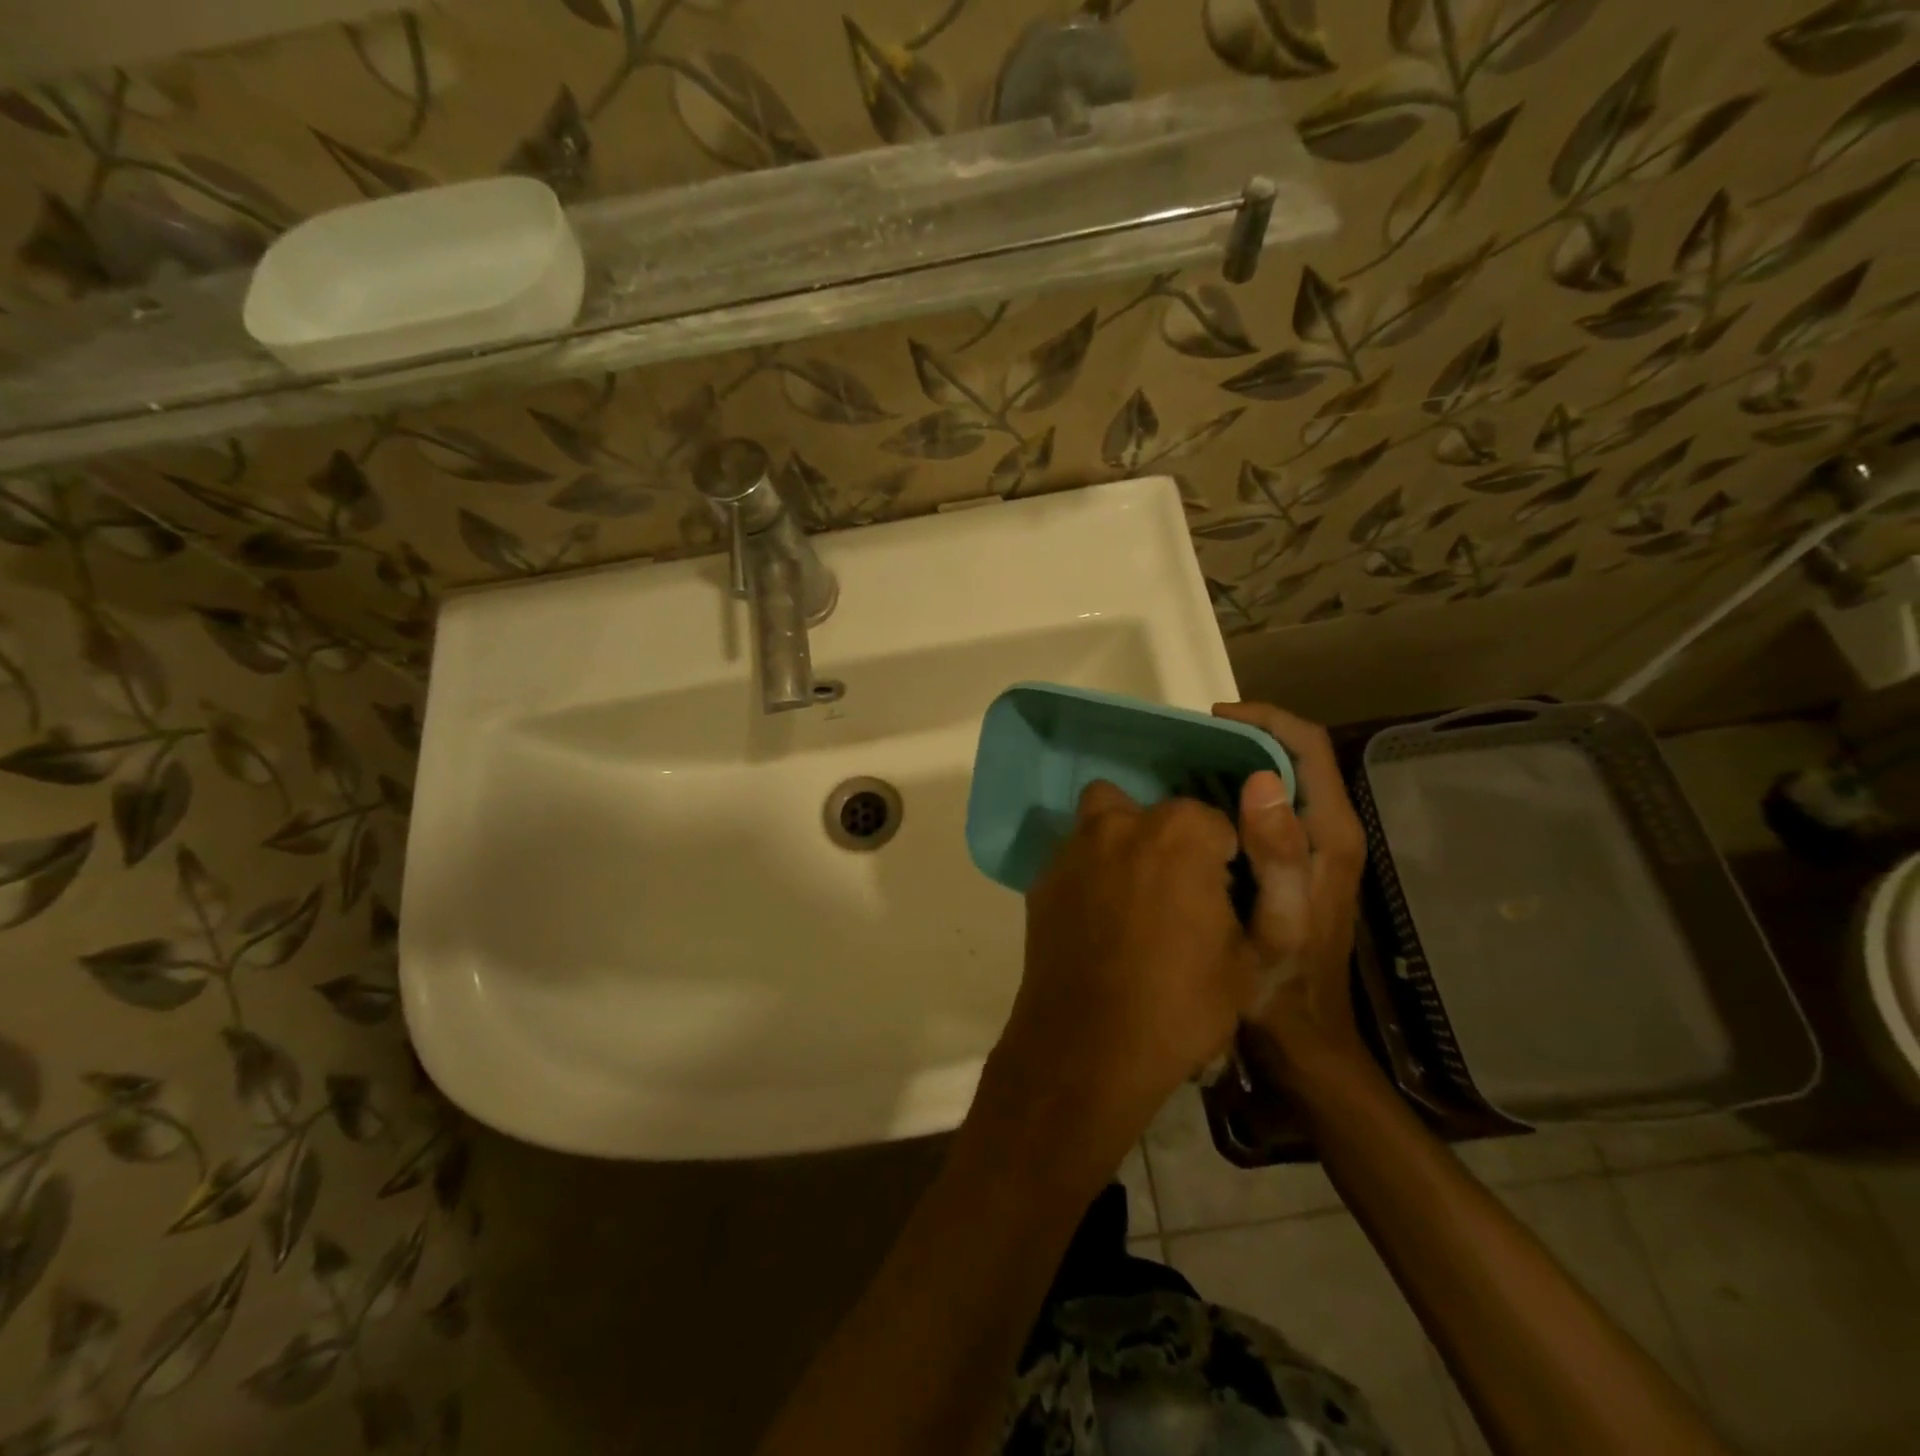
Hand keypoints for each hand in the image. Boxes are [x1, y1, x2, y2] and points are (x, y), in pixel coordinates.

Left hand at [986, 781, 1262, 1158]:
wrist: (1088, 1048)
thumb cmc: (1181, 1004)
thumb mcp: (1252, 957)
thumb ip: (1270, 882)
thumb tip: (1252, 823)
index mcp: (1179, 834)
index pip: (1213, 823)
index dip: (1224, 861)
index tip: (1222, 899)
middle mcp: (1120, 825)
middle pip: (1154, 814)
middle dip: (1171, 843)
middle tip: (1175, 895)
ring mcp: (1073, 850)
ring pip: (1103, 822)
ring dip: (1122, 844)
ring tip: (1133, 898)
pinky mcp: (1042, 880)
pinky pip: (1074, 861)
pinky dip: (1089, 876)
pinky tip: (1096, 922)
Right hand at [1212, 703, 1371, 1086]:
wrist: (1302, 1040)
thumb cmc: (1283, 987)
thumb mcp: (1276, 924)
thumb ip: (1277, 855)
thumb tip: (1259, 781)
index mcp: (1330, 835)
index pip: (1308, 747)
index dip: (1265, 720)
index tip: (1212, 718)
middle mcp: (1330, 832)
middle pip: (1295, 757)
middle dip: (1246, 736)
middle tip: (1187, 744)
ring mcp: (1315, 849)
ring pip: (1281, 781)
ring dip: (1238, 763)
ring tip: (1185, 766)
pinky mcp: (1297, 864)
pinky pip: (1269, 809)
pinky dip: (1235, 794)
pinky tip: (1198, 809)